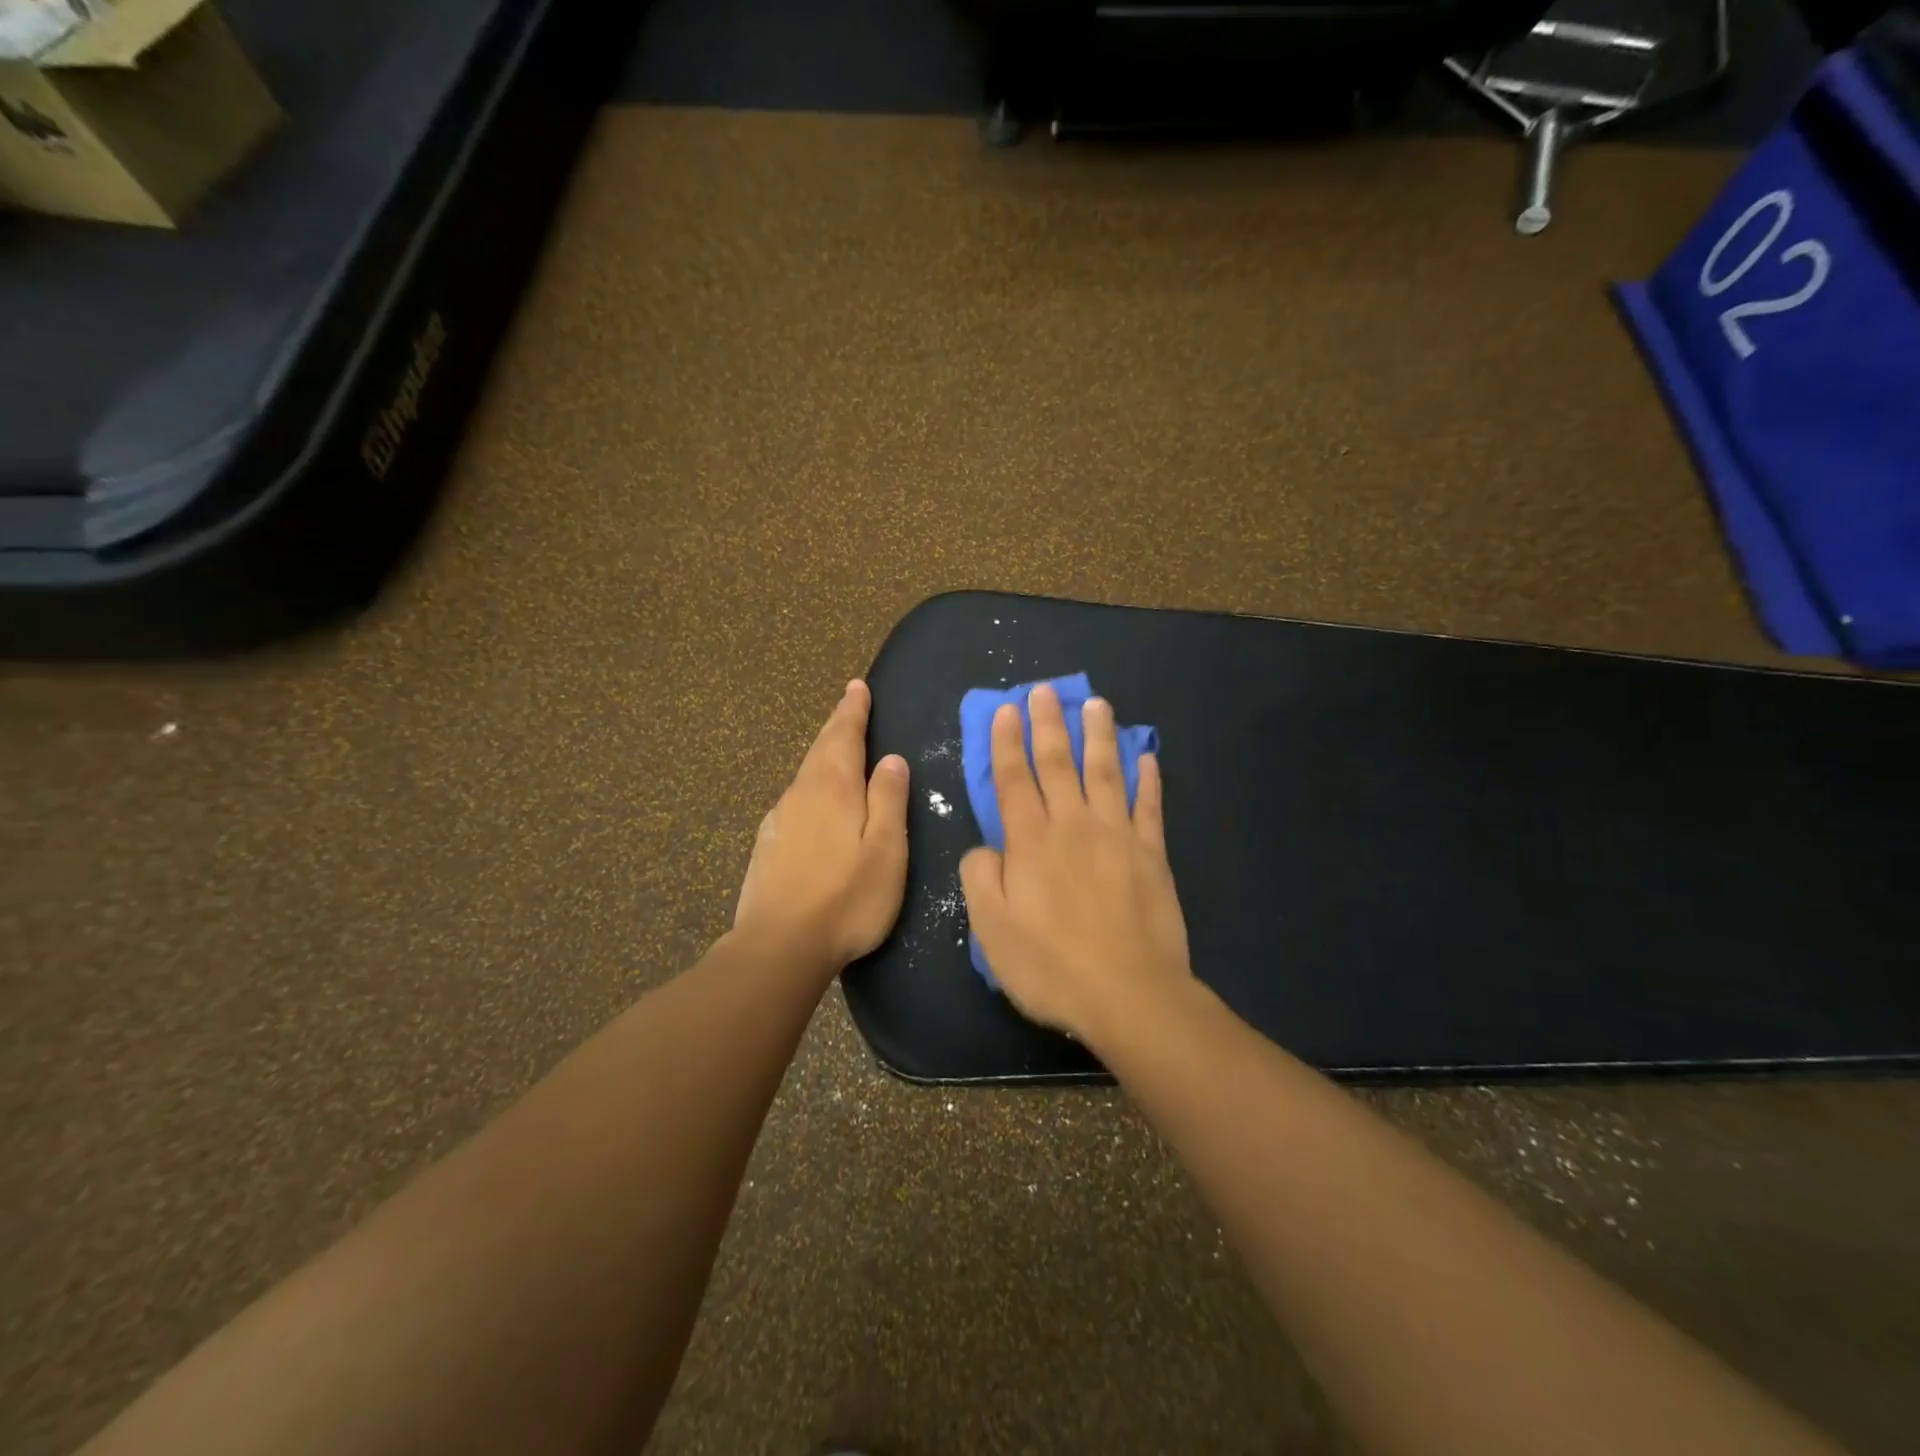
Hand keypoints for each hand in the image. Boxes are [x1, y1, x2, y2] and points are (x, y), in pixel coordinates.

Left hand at [734, 680, 909, 970]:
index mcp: (834, 788)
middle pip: (820, 749)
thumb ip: (889, 800)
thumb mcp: (886, 849)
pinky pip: (794, 800)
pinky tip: (812, 801)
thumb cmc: (846, 898)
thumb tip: (892, 759)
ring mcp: (779, 820)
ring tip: (835, 746)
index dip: (852, 710)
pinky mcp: (767, 846)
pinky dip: (809, 786)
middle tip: (848, 703)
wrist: (779, 946)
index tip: (856, 687)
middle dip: (836, 725)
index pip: (844, 736)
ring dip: (822, 754)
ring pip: (804, 775)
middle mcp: (801, 794)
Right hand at [959, 682, 1191, 1047]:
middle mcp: (1073, 826)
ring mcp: (1117, 836)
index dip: (1006, 743)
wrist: (1129, 995)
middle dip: (1047, 724)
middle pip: (1058, 764)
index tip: (1005, 710)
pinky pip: (1149, 806)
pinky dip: (1148, 778)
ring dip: (1098, 735)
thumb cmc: (1051, 967)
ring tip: (1095, 704)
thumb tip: (985, 847)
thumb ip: (980, 879)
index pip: (1014, 780)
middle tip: (1044, 690)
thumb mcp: (991, 930)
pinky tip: (1146, 755)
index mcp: (1030, 842)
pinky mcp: (1152, 854)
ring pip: (1105, 772)